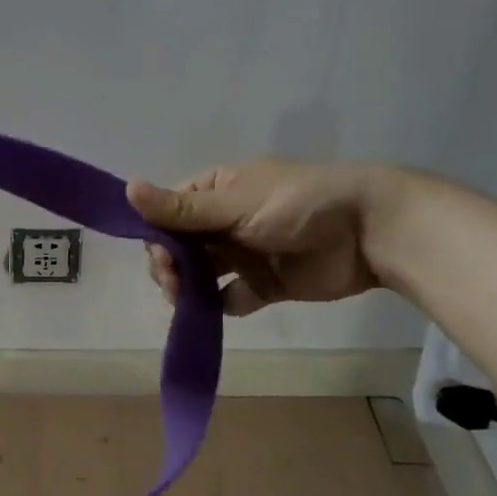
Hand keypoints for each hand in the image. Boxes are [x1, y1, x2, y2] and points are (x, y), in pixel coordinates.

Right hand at [126, 159, 391, 314]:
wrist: (371, 232)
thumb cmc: (299, 204)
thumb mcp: (235, 203)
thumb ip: (181, 209)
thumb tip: (126, 189)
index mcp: (216, 191)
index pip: (169, 215)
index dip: (158, 237)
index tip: (162, 258)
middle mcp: (224, 221)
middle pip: (179, 248)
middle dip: (170, 267)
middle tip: (176, 282)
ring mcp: (243, 254)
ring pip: (199, 275)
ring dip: (187, 288)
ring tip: (188, 300)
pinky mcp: (263, 284)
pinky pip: (229, 298)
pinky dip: (219, 305)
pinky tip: (220, 306)